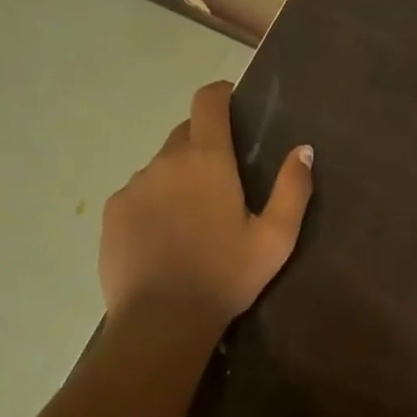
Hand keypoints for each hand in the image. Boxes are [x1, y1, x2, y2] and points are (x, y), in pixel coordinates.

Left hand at [99, 81, 314, 325]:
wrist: (162, 321)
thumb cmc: (226, 276)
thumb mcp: (275, 238)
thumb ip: (293, 189)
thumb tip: (303, 149)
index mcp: (207, 159)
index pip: (207, 101)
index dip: (220, 94)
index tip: (232, 105)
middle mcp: (165, 161)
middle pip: (185, 133)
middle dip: (204, 144)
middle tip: (222, 182)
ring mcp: (134, 186)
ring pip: (161, 166)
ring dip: (178, 178)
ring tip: (192, 219)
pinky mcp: (113, 212)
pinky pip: (138, 193)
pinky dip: (153, 203)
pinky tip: (164, 238)